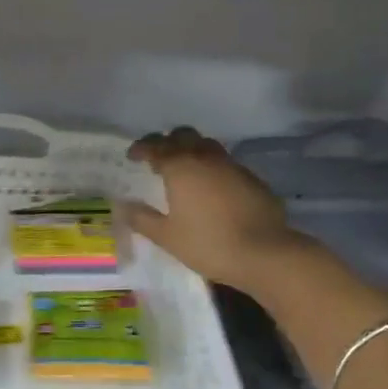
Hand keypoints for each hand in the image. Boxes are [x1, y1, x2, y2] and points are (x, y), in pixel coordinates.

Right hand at [119, 127, 309, 296]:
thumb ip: (142, 219)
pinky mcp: (252, 179)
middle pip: (184, 135)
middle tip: (158, 159)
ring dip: (192, 151)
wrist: (264, 253)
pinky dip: (213, 168)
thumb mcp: (167, 237)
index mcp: (181, 167)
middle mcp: (206, 158)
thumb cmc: (208, 244)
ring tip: (185, 171)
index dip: (141, 148)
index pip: (156, 146)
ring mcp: (232, 166)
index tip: (133, 156)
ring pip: (208, 145)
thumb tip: (124, 206)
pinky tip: (212, 189)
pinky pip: (226, 164)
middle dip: (168, 142)